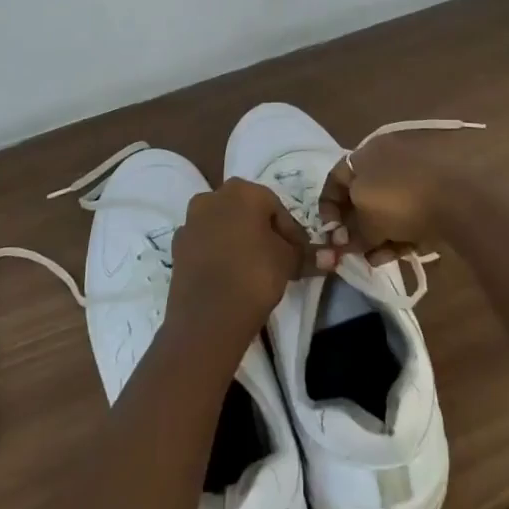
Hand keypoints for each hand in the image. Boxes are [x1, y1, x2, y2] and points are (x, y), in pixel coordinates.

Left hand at [165, 179, 312, 348]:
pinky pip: (205, 244)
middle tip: (277, 259)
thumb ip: (306, 253)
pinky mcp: (177, 246)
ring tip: (252, 269)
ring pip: (223, 225)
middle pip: (246, 211)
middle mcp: (213, 196)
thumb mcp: (289, 262)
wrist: (206, 318)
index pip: (276, 207)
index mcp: (243, 190)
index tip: (299, 254)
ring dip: (237, 240)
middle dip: (262, 231)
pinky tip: (228, 276)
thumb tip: (331, 255)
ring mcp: (190, 220)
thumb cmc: (255, 276)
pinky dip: (217, 253)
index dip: (290, 232)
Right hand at [317, 130, 477, 264]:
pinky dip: (398, 231)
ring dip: (376, 235)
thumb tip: (341, 244)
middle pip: (360, 196)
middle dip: (354, 228)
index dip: (328, 207)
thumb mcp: (366, 221)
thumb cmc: (399, 201)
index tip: (330, 233)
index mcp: (365, 153)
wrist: (455, 203)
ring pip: (384, 208)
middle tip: (353, 251)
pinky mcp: (431, 192)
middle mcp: (386, 158)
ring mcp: (411, 174)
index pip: (335, 178)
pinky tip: (396, 253)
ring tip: (375, 259)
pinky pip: (406, 212)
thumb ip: (350, 234)